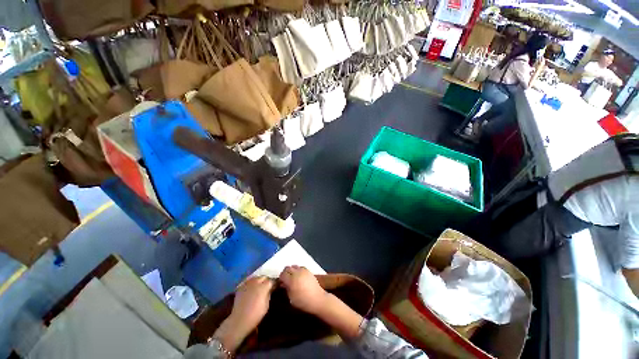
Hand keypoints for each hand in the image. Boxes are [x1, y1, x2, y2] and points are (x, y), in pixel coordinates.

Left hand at [230, 276, 274, 331]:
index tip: (276, 286)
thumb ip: (269, 294)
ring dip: (259, 280)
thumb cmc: (255, 315)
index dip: (275, 283)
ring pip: (256, 277)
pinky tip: (252, 288)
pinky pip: (248, 281)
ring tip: (260, 286)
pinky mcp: (241, 286)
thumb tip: (271, 289)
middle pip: (264, 277)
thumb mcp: (266, 305)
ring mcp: (247, 283)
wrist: (239, 320)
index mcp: (264, 286)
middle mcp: (256, 282)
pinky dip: (252, 283)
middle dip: (267, 280)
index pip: (272, 280)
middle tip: (268, 286)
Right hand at [279, 266, 328, 314]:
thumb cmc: (303, 301)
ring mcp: (303, 270)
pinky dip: (298, 270)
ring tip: (292, 278)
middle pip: (288, 268)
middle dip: (285, 273)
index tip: (281, 283)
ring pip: (294, 266)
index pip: (282, 274)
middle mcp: (297, 273)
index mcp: (291, 280)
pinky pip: (300, 267)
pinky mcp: (308, 270)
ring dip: (292, 270)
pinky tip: (299, 276)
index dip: (280, 278)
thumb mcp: (291, 299)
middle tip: (285, 279)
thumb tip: (284, 284)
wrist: (317, 299)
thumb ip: (287, 289)